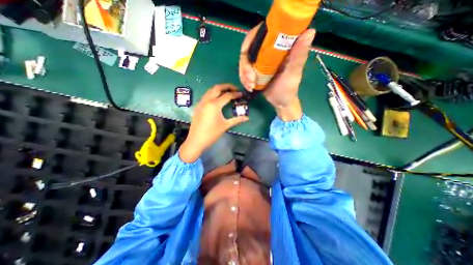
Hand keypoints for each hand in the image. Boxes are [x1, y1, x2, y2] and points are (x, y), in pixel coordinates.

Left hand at [180, 83, 248, 162]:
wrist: (196, 140)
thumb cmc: (212, 133)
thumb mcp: (225, 125)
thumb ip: (237, 120)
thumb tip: (247, 118)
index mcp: (214, 105)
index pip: (227, 95)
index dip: (235, 94)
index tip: (241, 94)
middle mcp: (207, 100)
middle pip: (217, 88)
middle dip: (227, 86)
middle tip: (234, 89)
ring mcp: (201, 103)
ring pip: (210, 90)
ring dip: (219, 89)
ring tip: (227, 92)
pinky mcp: (198, 106)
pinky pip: (206, 96)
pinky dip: (213, 94)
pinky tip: (217, 100)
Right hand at [240, 24, 312, 119]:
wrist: (281, 101)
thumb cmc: (289, 88)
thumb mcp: (293, 73)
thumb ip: (299, 55)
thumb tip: (310, 31)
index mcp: (279, 46)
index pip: (260, 33)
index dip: (249, 40)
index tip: (245, 53)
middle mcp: (267, 51)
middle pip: (248, 49)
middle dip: (245, 65)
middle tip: (250, 79)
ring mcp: (260, 62)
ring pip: (244, 62)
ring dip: (244, 75)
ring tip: (250, 86)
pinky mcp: (255, 71)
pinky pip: (244, 71)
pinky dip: (244, 79)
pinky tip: (249, 87)